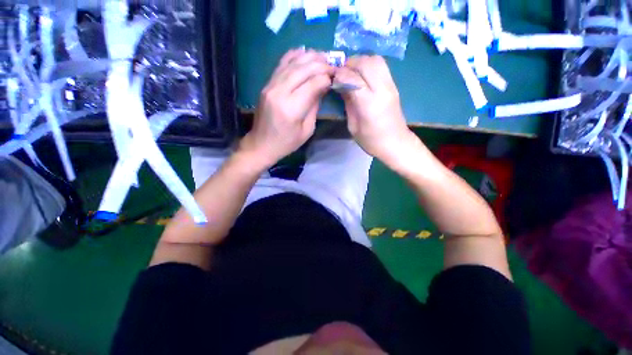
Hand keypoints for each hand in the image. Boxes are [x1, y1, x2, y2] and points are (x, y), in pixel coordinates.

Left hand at [239, 49, 333, 167]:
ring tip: (323, 56)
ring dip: (309, 57)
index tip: (336, 77)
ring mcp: (270, 86)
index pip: (313, 84)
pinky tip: (304, 52)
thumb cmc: (287, 143)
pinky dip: (293, 56)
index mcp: (292, 108)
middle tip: (332, 65)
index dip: (326, 78)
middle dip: (321, 64)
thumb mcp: (307, 130)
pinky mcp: (266, 84)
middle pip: (303, 69)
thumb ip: (315, 106)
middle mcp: (280, 92)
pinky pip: (281, 64)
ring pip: (292, 63)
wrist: (261, 144)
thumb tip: (323, 87)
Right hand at [334, 55, 414, 165]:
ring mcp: (391, 85)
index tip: (332, 79)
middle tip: (341, 74)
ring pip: (375, 60)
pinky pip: (381, 65)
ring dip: (360, 62)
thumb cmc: (371, 140)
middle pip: (365, 63)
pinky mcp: (394, 85)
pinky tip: (362, 75)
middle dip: (350, 64)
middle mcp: (382, 90)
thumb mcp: (353, 126)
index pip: (353, 79)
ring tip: (351, 72)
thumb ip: (348, 103)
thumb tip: (341, 85)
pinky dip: (369, 64)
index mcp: (369, 104)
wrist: (395, 143)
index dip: (340, 75)